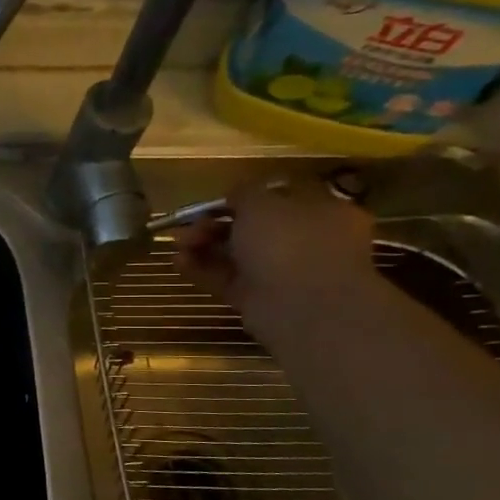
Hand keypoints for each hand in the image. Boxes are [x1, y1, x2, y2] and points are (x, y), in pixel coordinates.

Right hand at [173, 176, 377, 337]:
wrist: (301, 306)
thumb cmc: (290, 241)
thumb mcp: (263, 203)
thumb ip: (245, 193)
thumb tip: (236, 194)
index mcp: (321, 212)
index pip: (279, 200)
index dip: (244, 199)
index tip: (215, 202)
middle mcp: (306, 241)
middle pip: (253, 229)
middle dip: (216, 224)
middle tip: (190, 226)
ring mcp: (283, 273)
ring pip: (237, 255)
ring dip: (204, 246)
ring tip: (178, 244)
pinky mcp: (259, 299)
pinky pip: (227, 280)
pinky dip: (203, 270)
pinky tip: (179, 262)